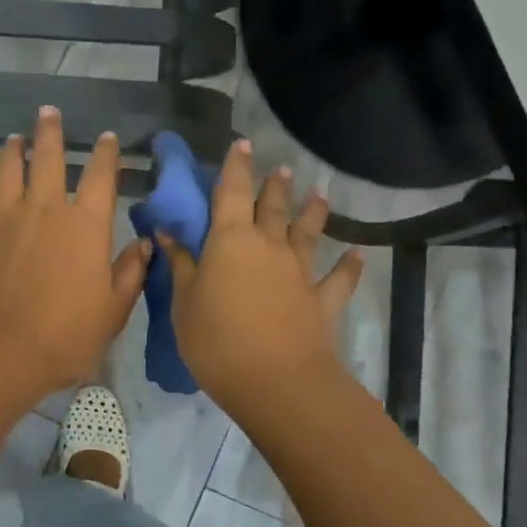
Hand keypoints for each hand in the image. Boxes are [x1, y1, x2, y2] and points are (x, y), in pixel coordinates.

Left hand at [0, 107, 150, 398]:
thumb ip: (130, 273)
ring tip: (13, 138)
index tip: (106, 138)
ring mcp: (4, 217)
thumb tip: (144, 244)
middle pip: (47, 159)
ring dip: (12, 150)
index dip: (105, 155)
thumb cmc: (65, 334)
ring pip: (7, 170)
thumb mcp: (113, 310)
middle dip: (50, 133)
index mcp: (85, 225)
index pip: (100, 177)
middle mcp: (45, 209)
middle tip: (48, 112)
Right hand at [154, 140, 362, 413]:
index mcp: (230, 241)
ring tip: (320, 193)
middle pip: (271, 207)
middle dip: (273, 185)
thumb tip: (167, 232)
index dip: (235, 167)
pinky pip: (339, 278)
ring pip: (307, 232)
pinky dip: (349, 265)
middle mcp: (268, 246)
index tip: (241, 144)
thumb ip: (180, 265)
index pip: (230, 193)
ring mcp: (299, 271)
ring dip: (313, 211)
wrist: (276, 381)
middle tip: (281, 168)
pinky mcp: (322, 300)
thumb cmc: (217, 340)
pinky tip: (358, 253)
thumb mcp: (184, 304)